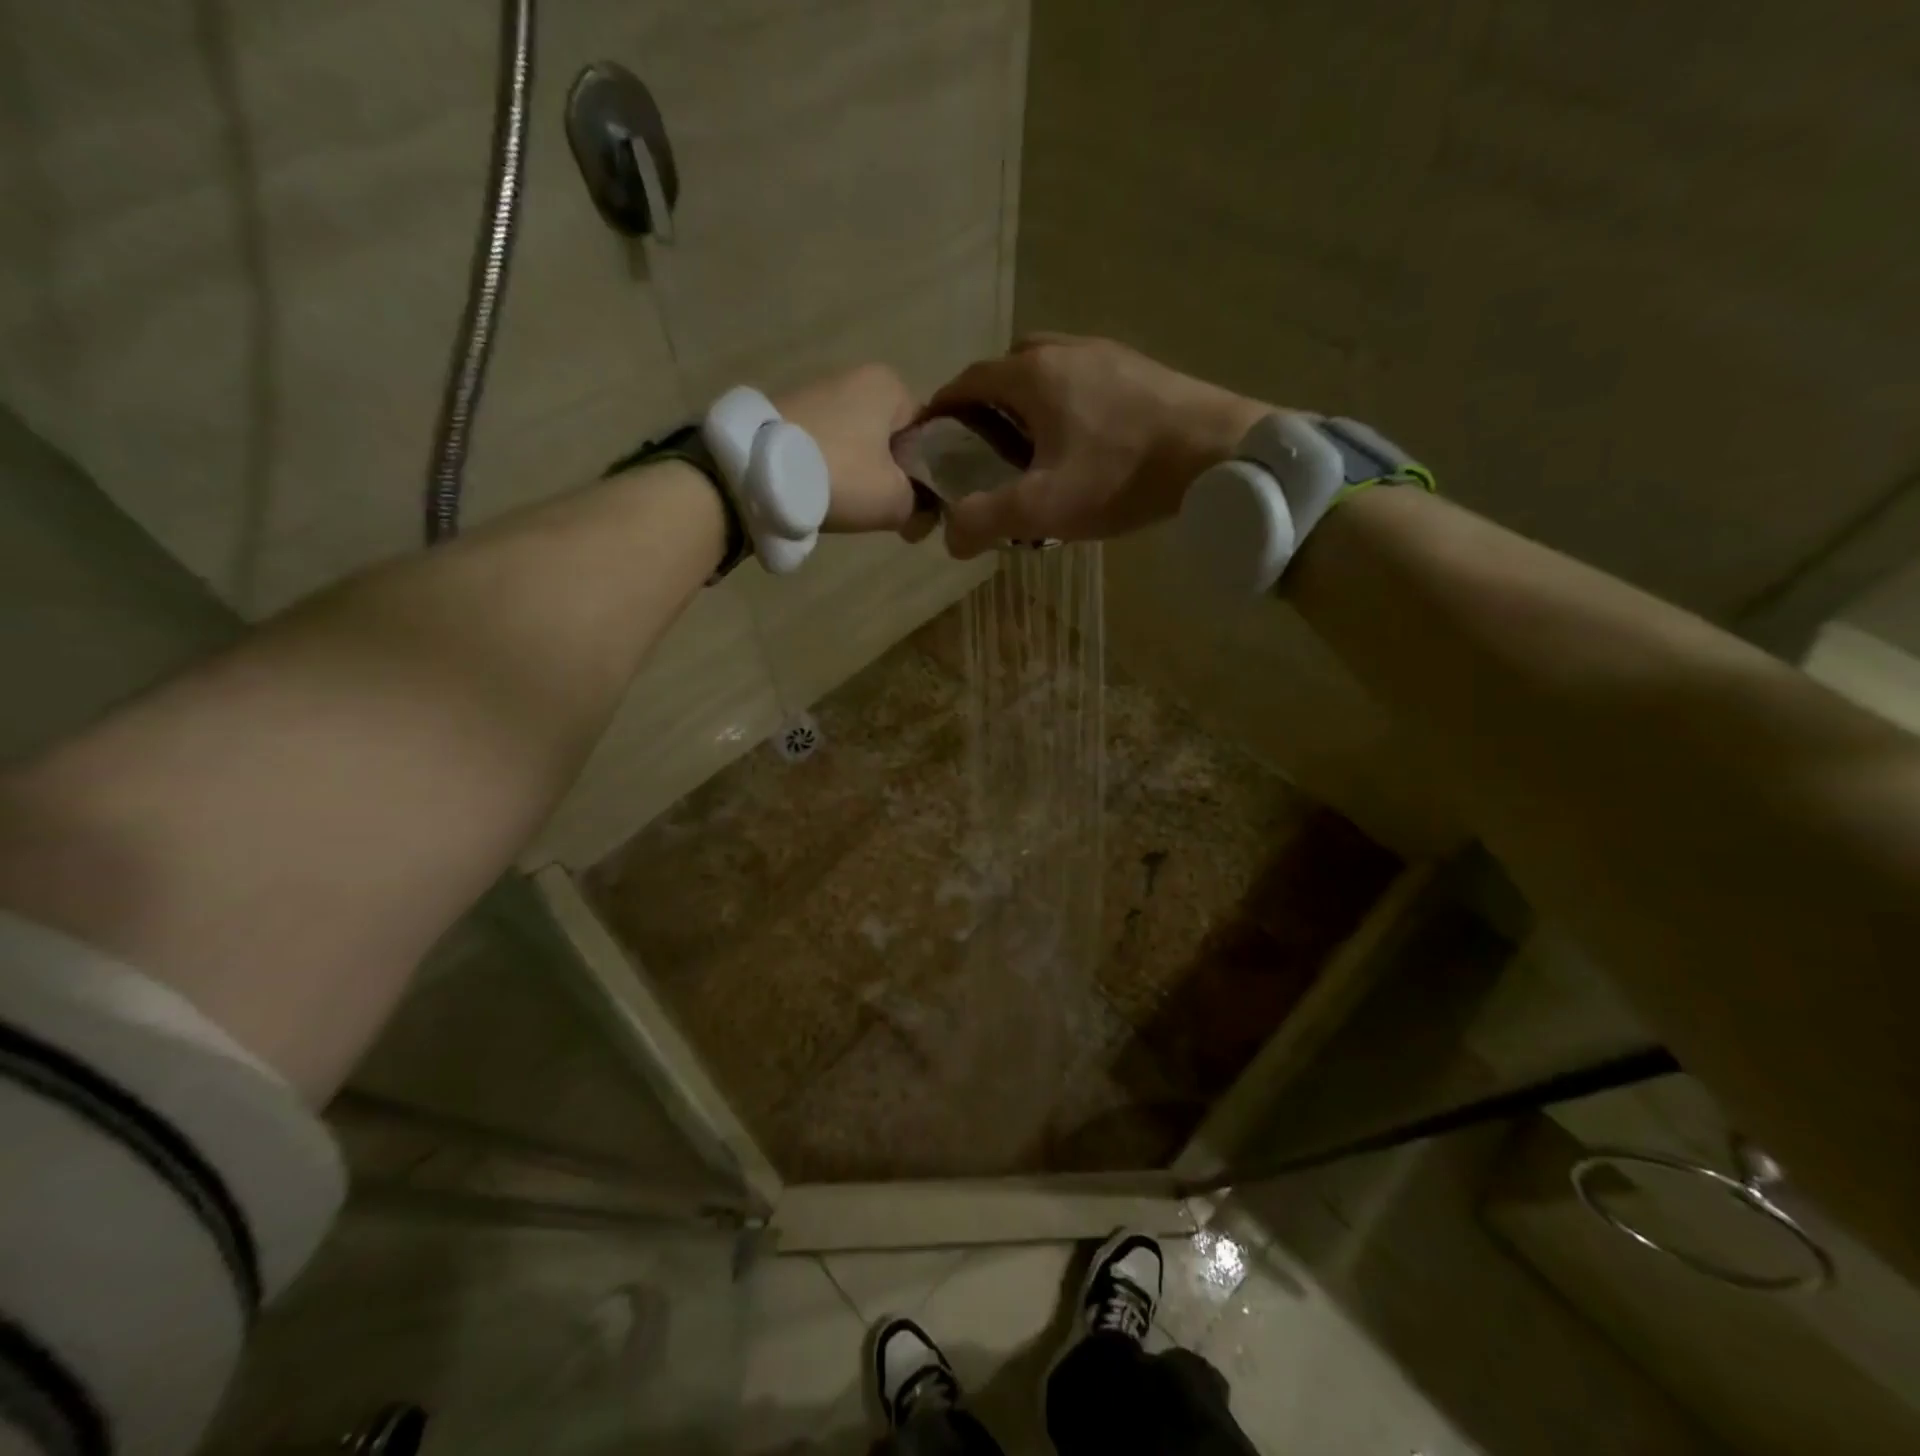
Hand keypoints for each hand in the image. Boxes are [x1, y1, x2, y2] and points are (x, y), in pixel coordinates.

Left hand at [776, 365, 937, 540]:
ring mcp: (817, 393)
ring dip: (862, 476)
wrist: (756, 475)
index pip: (929, 433)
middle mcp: (855, 377)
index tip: (919, 505)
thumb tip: (924, 514)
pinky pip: (828, 448)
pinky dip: (832, 471)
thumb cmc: (841, 476)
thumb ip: (922, 506)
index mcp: (889, 384)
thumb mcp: (896, 500)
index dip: (929, 474)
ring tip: (851, 507)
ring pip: (860, 446)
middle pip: (892, 439)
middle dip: (893, 475)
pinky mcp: (789, 415)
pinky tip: (824, 494)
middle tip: (886, 509)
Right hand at [922, 334, 1269, 557]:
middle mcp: (1066, 351)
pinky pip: (1084, 379)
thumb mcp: (1043, 508)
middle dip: (985, 404)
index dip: (942, 410)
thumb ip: (986, 521)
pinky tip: (1082, 442)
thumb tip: (949, 539)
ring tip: (1033, 449)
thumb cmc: (1121, 475)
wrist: (1218, 453)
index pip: (968, 381)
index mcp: (1032, 375)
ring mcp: (1108, 354)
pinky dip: (1065, 403)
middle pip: (1006, 369)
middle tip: (984, 449)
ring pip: (1049, 371)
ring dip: (1028, 402)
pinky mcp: (1140, 369)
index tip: (933, 441)